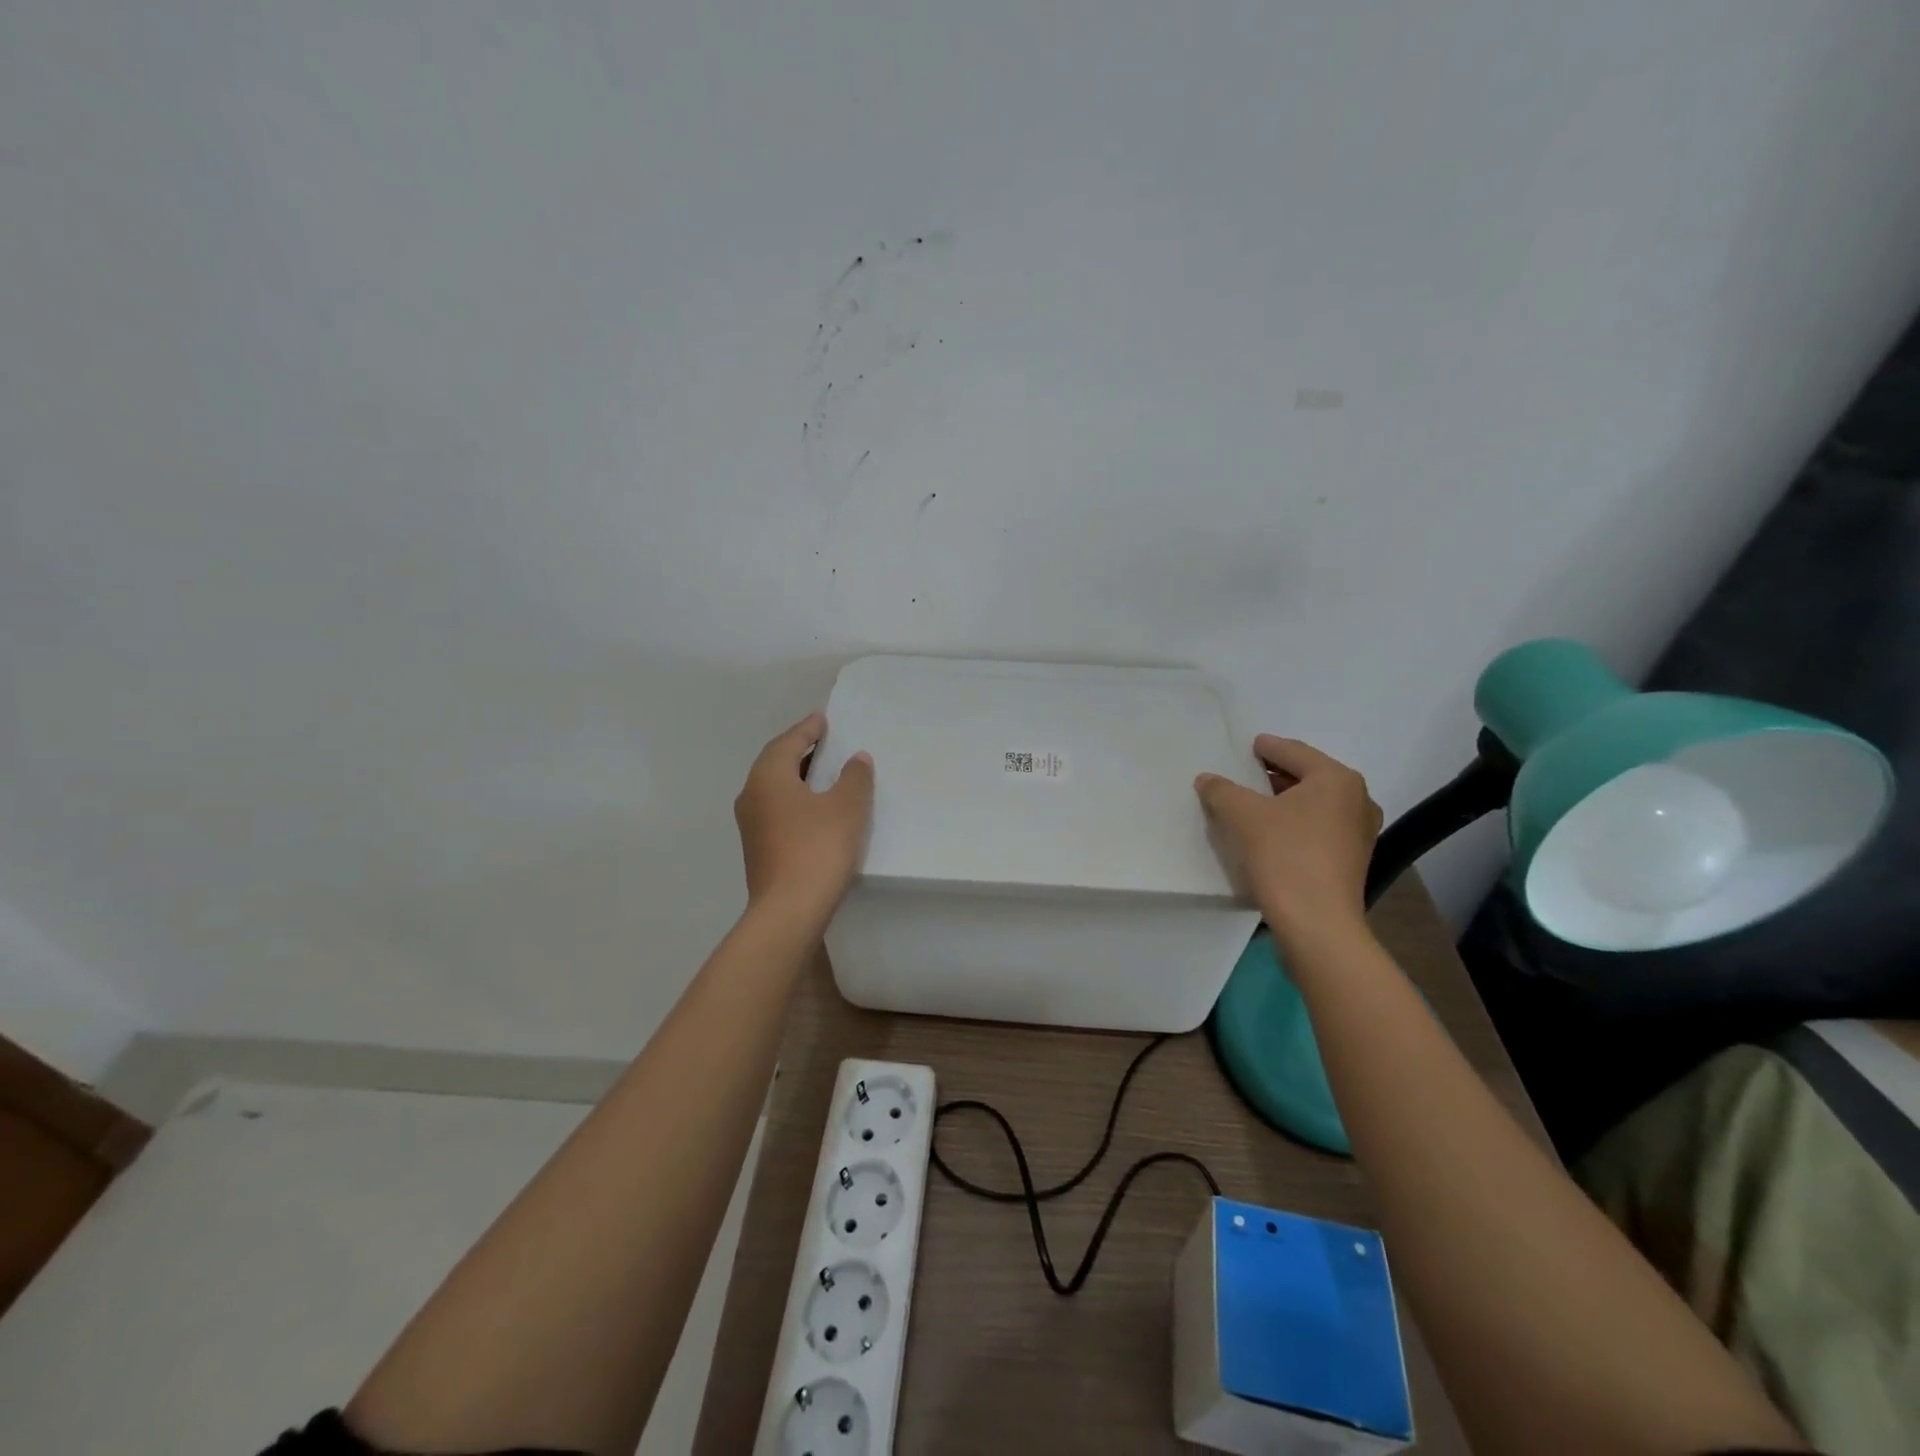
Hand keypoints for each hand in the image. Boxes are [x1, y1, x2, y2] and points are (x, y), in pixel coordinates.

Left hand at [734, 712, 873, 924]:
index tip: (823, 719)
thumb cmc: (817, 848)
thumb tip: (856, 759)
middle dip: (798, 750)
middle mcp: (752, 796)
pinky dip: (795, 800)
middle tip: (823, 741)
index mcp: (768, 777)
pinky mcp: (758, 849)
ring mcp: (751, 825)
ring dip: (796, 777)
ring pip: (774, 788)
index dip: (808, 729)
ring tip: (822, 773)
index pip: (787, 742)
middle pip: (775, 763)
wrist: (789, 911)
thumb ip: (854, 777)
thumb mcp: (846, 807)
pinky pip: (776, 810)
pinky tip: (814, 809)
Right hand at [1195, 736, 1381, 947]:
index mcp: (1336, 779)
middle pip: (1307, 776)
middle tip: (1244, 774)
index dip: (1266, 747)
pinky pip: (1319, 827)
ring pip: (1314, 804)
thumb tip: (1207, 779)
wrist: (1317, 923)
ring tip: (1253, 804)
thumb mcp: (1242, 816)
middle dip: (1274, 775)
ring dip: (1284, 801)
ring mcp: (1360, 832)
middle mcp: (1357, 799)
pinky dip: (1296, 823)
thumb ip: (1221, 790)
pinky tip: (1271, 833)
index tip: (1247, 746)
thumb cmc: (1284, 856)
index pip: (1294, 752)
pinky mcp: (1352, 859)